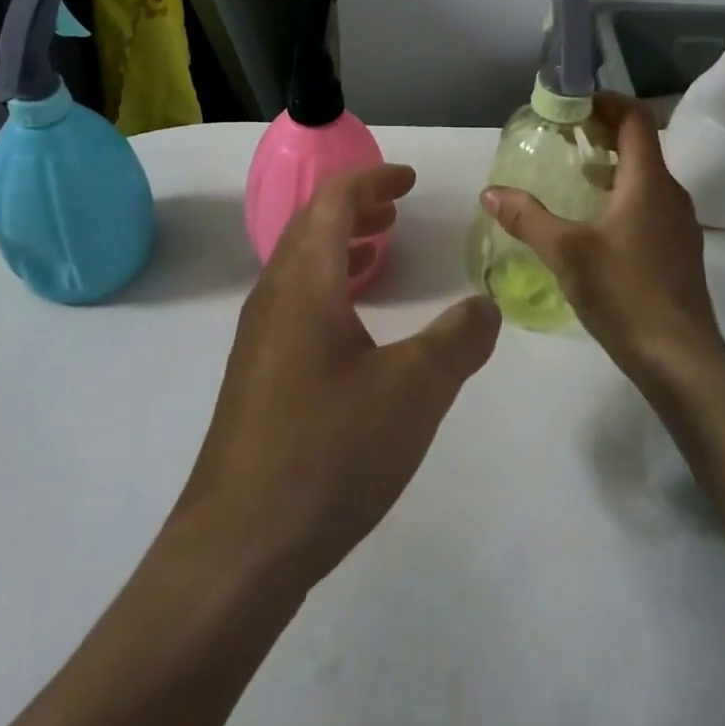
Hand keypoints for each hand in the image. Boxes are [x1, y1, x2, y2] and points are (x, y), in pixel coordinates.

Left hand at [172, 163, 500, 590]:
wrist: (238, 547)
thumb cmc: (328, 451)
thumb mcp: (413, 391)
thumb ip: (458, 340)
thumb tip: (486, 305)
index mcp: (304, 281)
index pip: (332, 200)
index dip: (372, 179)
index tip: (410, 180)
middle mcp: (273, 296)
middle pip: (310, 225)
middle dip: (356, 207)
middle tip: (397, 210)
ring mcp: (258, 337)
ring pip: (300, 265)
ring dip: (340, 246)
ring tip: (380, 253)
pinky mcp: (255, 375)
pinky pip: (294, 302)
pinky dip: (328, 285)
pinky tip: (355, 326)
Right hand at [481, 94, 724, 382]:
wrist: (681, 359)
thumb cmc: (625, 294)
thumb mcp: (566, 252)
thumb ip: (526, 218)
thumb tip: (489, 192)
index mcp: (648, 182)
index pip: (635, 119)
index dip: (606, 102)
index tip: (573, 102)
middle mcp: (670, 194)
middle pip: (640, 144)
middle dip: (603, 131)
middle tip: (564, 134)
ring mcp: (679, 224)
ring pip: (645, 177)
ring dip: (612, 165)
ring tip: (573, 172)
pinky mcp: (678, 251)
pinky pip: (649, 204)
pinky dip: (621, 195)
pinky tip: (593, 221)